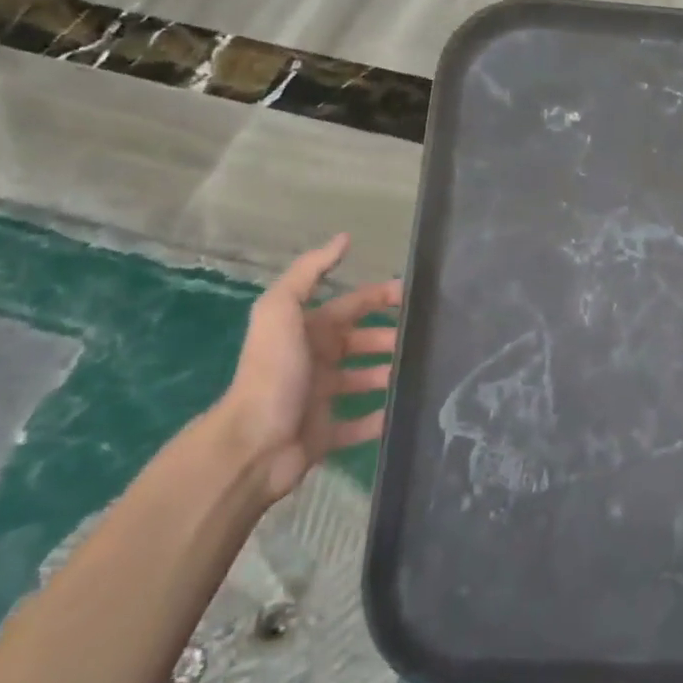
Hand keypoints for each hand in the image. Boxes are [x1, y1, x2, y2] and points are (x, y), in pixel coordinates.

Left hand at [213, 235, 402, 501]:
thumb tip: (343, 239)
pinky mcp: (327, 433)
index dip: (381, 296)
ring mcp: (321, 398)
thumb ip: (309, 273)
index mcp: (308, 331)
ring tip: (423, 372)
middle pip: (362, 342)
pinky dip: (382, 417)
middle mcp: (315, 360)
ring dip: (391, 374)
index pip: (352, 305)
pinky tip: (406, 410)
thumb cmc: (274, 371)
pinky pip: (362, 424)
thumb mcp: (281, 310)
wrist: (253, 443)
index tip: (418, 295)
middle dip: (392, 337)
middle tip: (428, 338)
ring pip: (365, 380)